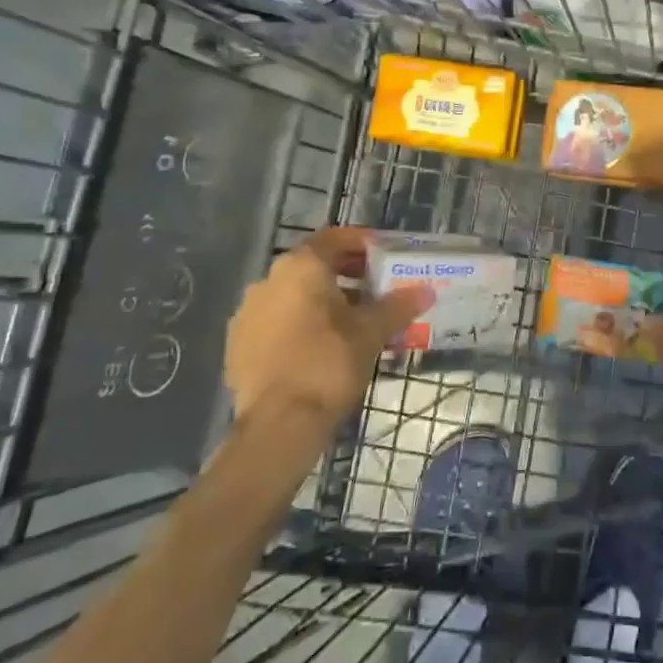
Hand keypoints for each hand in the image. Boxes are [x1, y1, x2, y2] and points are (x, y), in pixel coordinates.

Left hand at [224, 228, 432, 434]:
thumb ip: (397, 307)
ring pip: (292, 295)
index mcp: (301, 268)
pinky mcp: (238, 344)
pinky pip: (275, 322)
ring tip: (351, 322)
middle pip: (313, 266)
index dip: (361, 242)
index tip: (383, 253)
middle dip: (345, 274)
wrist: (278, 424)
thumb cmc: (328, 364)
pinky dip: (298, 325)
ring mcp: (247, 313)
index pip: (334, 238)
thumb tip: (425, 291)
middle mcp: (268, 280)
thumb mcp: (371, 333)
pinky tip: (319, 347)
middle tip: (374, 289)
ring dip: (321, 301)